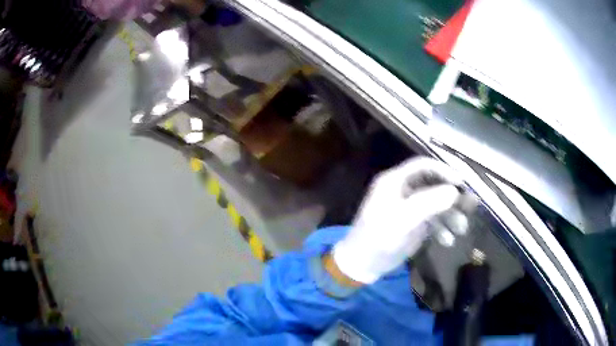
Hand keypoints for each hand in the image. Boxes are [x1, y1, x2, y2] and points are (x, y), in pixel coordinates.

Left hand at [332, 157, 473, 283]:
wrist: (362, 265)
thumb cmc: (377, 238)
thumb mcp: (402, 220)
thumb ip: (428, 203)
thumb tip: (454, 191)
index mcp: (395, 181)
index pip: (423, 166)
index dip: (443, 171)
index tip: (461, 182)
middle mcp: (403, 191)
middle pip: (433, 186)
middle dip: (452, 196)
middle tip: (470, 206)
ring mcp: (409, 208)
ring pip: (435, 205)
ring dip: (450, 215)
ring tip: (461, 229)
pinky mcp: (413, 224)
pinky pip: (432, 221)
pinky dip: (441, 229)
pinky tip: (447, 241)